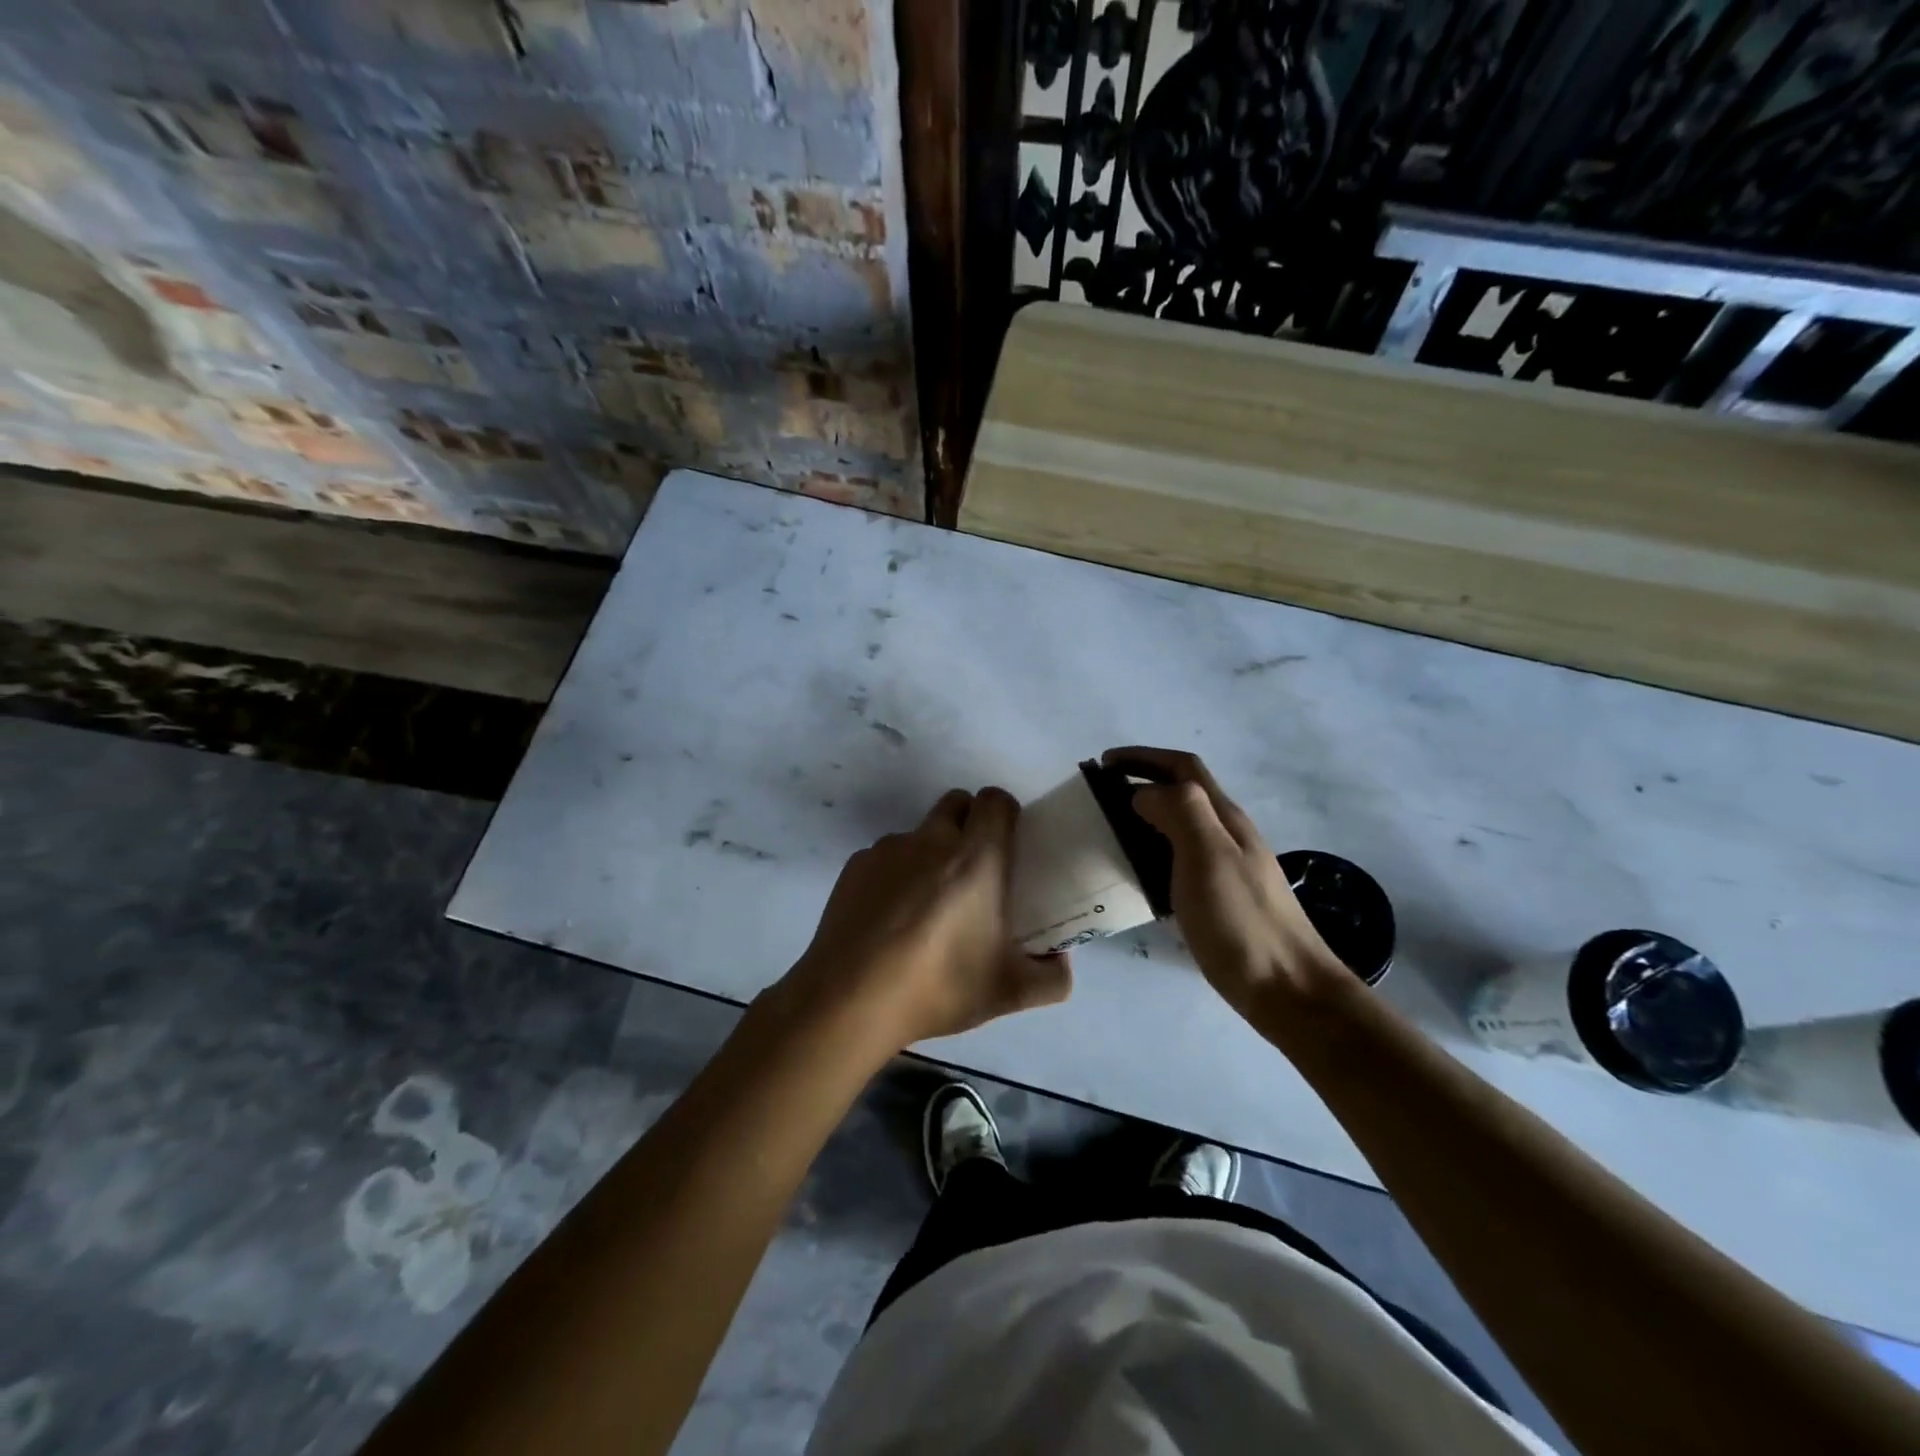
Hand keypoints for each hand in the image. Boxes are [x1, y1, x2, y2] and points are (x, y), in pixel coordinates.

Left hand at [775, 787, 1071, 1054]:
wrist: (850, 999)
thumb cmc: (938, 986)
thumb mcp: (1009, 992)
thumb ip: (1051, 978)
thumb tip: (1061, 964)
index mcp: (976, 857)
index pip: (995, 800)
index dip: (1006, 813)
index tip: (1009, 844)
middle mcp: (931, 840)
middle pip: (956, 803)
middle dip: (969, 823)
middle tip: (974, 870)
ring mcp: (888, 849)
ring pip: (919, 833)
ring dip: (930, 852)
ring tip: (927, 905)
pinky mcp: (855, 866)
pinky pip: (885, 856)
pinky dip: (895, 875)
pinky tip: (889, 919)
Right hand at [1102, 747, 1348, 1017]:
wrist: (1288, 989)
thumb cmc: (1242, 921)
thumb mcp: (1208, 856)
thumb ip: (1179, 812)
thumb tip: (1144, 792)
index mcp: (1224, 818)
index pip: (1184, 768)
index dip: (1144, 757)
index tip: (1104, 763)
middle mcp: (1228, 835)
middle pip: (1184, 792)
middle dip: (1143, 782)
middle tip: (1101, 796)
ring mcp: (1227, 867)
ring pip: (1181, 826)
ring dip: (1146, 817)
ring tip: (1111, 832)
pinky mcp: (1221, 898)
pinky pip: (1180, 860)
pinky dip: (1153, 853)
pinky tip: (1138, 876)